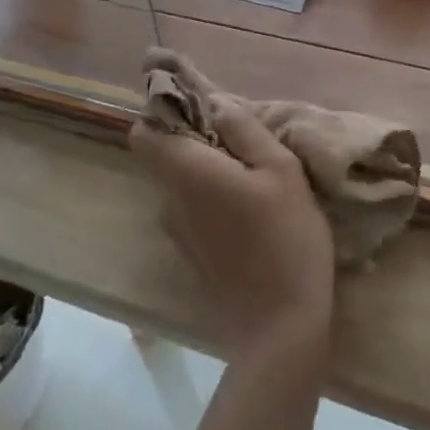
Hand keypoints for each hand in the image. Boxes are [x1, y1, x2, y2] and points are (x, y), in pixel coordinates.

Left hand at [130, 98, 334, 361]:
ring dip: (202, 162)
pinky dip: (207, 190)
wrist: (280, 327)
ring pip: (176, 178)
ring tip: (249, 165)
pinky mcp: (191, 249)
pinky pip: (188, 203)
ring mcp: (177, 229)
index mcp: (187, 172)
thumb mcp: (281, 171)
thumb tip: (216, 102)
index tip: (198, 103)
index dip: (163, 111)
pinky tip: (246, 202)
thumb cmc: (286, 238)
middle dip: (188, 133)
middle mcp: (169, 198)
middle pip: (159, 153)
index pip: (143, 131)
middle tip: (235, 132)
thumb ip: (245, 130)